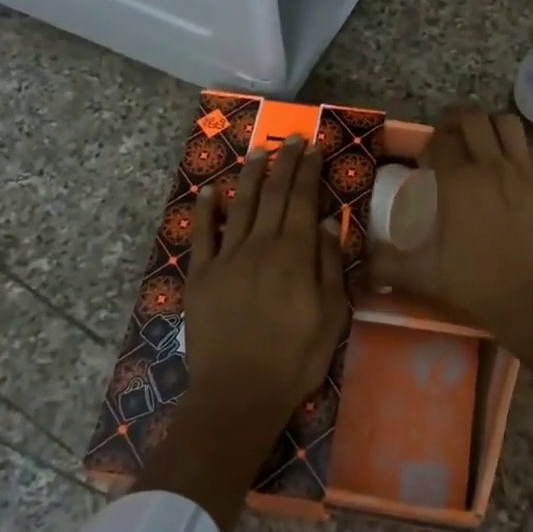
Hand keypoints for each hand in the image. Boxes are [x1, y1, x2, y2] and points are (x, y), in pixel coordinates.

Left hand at [182, 135, 347, 428]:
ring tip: (259, 151)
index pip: (303, 200)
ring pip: (241, 206)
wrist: (238, 393)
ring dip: (251, 175)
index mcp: (295, 254)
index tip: (313, 147)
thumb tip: (328, 224)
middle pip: (274, 195)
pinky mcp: (200, 276)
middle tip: (291, 138)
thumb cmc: (295, 358)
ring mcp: (226, 258)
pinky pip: (201, 235)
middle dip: (284, 163)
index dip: (308, 171)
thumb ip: (329, 266)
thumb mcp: (332, 316)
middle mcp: (260, 246)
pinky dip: (205, 210)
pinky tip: (209, 191)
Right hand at [365, 107, 532, 344]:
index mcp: (459, 181)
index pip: (441, 140)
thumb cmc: (478, 285)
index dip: (429, 145)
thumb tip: (359, 264)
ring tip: (479, 144)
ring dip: (489, 126)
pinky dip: (515, 145)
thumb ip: (387, 265)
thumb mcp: (424, 276)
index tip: (425, 162)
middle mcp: (492, 165)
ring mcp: (524, 171)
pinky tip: (507, 165)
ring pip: (506, 123)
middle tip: (448, 142)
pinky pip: (529, 146)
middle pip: (473, 119)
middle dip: (456, 123)